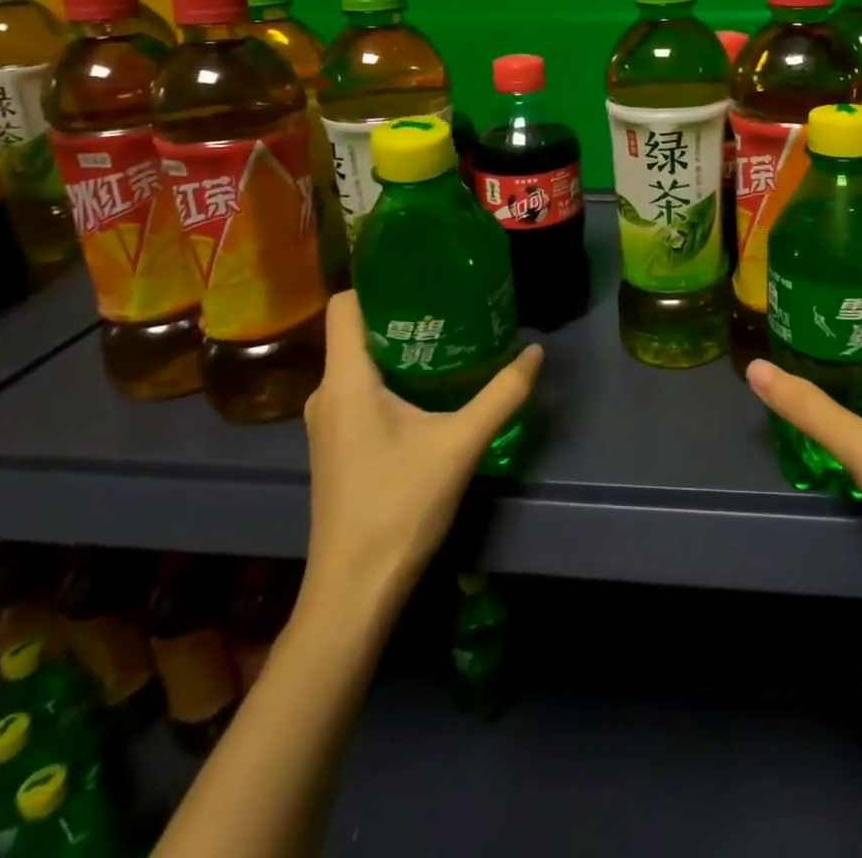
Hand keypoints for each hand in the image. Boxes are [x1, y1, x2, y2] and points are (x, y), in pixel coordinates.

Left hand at [296, 292, 541, 630]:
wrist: (354, 590)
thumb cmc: (400, 506)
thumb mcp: (461, 444)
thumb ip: (502, 394)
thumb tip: (536, 353)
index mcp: (346, 381)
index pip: (344, 305)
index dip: (377, 282)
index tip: (421, 272)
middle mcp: (326, 394)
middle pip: (355, 331)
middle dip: (401, 312)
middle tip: (450, 303)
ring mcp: (326, 423)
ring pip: (358, 364)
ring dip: (397, 347)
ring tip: (446, 338)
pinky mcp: (335, 446)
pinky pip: (358, 390)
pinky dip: (389, 377)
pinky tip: (427, 389)